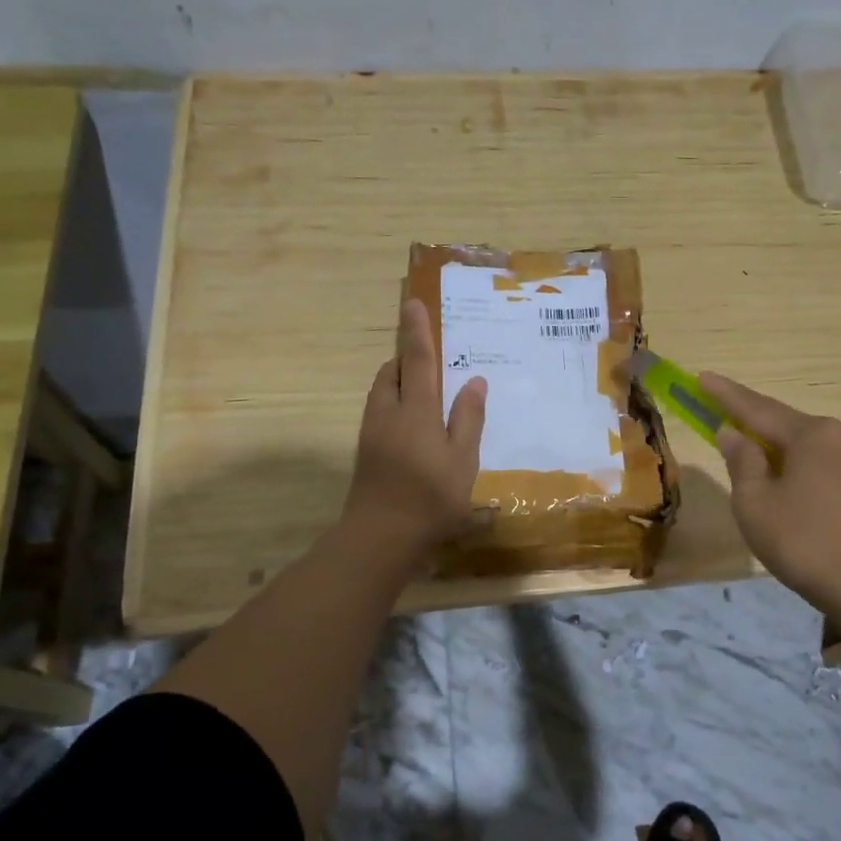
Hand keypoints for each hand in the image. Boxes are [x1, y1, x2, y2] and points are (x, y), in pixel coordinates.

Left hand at [343, 298, 486, 554]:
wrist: (380, 537)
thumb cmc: (431, 498)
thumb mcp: (463, 460)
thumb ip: (468, 418)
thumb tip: (475, 381)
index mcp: (416, 411)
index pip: (417, 360)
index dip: (417, 331)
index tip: (413, 303)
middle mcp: (388, 413)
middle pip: (391, 373)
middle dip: (405, 358)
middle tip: (427, 358)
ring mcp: (372, 433)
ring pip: (381, 393)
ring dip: (397, 381)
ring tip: (422, 390)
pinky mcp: (366, 452)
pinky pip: (379, 412)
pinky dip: (393, 404)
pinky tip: (411, 427)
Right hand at [699, 373, 840, 620]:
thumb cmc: (808, 545)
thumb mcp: (756, 505)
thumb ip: (741, 463)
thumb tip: (733, 433)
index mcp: (813, 434)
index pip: (758, 408)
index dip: (725, 395)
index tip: (702, 377)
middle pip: (789, 428)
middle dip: (757, 431)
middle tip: (728, 433)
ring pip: (814, 452)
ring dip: (785, 458)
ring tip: (764, 481)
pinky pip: (834, 472)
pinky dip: (809, 478)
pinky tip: (802, 502)